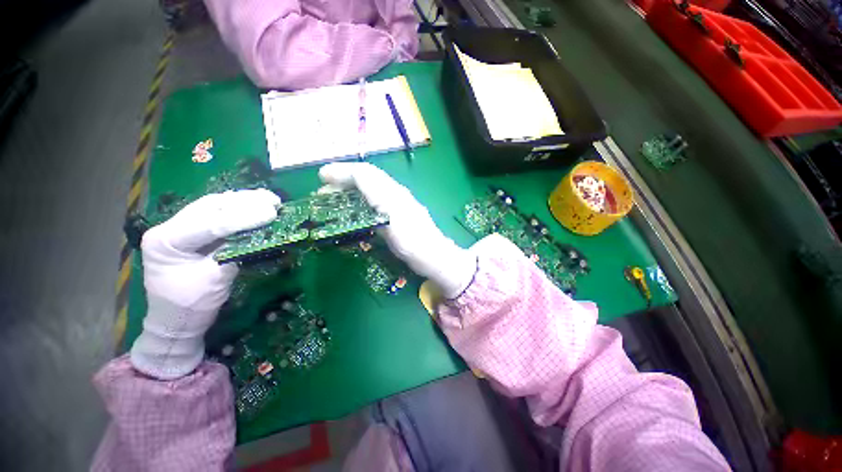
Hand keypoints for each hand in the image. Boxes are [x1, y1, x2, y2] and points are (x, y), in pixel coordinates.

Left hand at [131, 189, 280, 379]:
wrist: (176, 321)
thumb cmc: (192, 305)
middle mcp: (168, 228)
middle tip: (273, 201)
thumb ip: (235, 251)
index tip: (271, 213)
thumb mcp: (216, 279)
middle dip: (244, 202)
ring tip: (269, 199)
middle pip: (210, 206)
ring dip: (243, 201)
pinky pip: (216, 213)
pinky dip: (238, 208)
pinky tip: (255, 204)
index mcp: (166, 242)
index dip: (243, 218)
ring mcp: (178, 227)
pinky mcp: (191, 230)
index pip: (209, 224)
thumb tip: (261, 232)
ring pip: (214, 205)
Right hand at [319, 163, 476, 297]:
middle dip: (343, 181)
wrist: (433, 256)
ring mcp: (396, 205)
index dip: (342, 171)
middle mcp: (394, 193)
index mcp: (392, 192)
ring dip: (349, 191)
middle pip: (366, 179)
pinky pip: (375, 202)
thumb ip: (376, 197)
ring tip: (334, 201)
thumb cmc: (412, 241)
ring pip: (370, 190)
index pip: (364, 173)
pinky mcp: (396, 216)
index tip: (321, 176)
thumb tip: (357, 180)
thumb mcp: (391, 219)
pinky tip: (353, 212)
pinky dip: (359, 202)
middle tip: (323, 193)